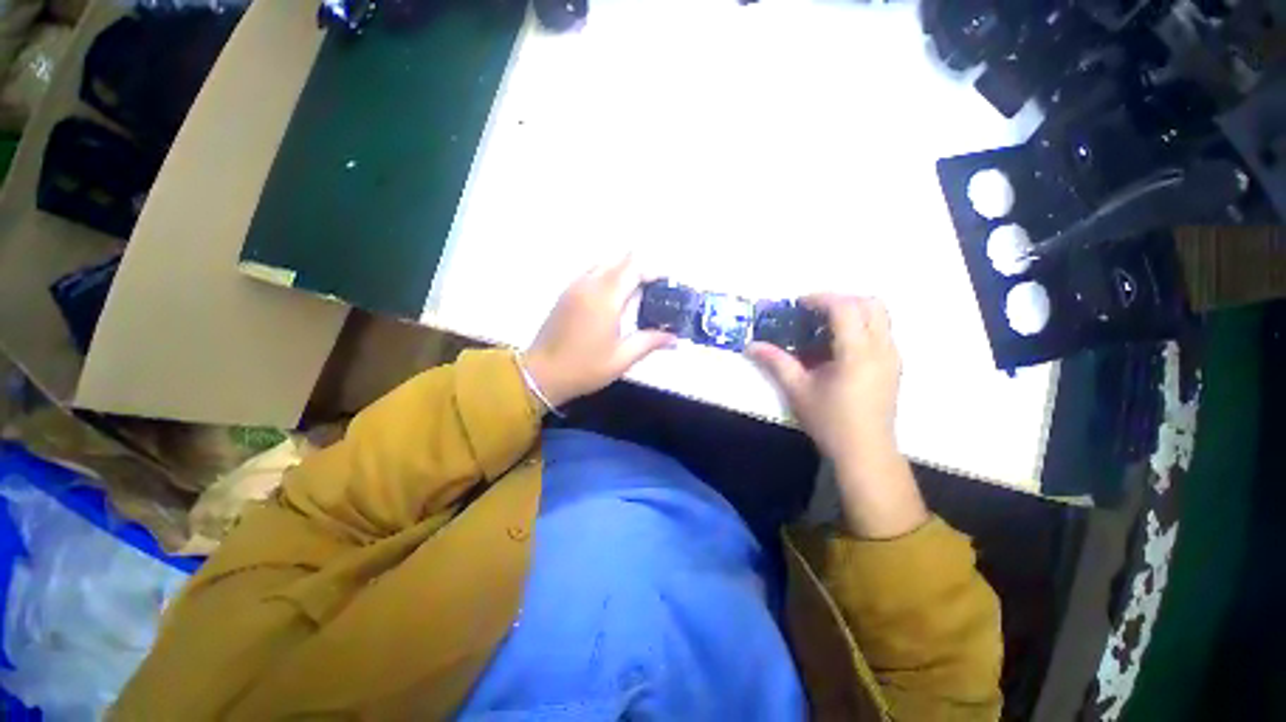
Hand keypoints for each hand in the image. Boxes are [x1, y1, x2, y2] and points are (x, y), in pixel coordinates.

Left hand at [524, 256, 674, 408]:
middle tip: (654, 291)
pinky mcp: (566, 294)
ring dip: (623, 273)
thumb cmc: (584, 368)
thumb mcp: (622, 358)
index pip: (634, 267)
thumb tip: (674, 338)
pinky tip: (615, 302)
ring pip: (604, 264)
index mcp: (605, 297)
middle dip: (640, 269)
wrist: (540, 374)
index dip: (654, 271)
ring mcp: (574, 287)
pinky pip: (592, 274)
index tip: (666, 285)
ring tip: (637, 295)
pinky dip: (608, 278)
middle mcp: (589, 284)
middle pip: (619, 260)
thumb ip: (650, 342)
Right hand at [747, 295, 926, 537]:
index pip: (845, 308)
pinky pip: (882, 331)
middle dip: (841, 299)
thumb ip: (776, 362)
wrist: (866, 451)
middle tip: (814, 312)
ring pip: (880, 315)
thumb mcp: (797, 390)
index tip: (799, 304)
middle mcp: (882, 348)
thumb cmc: (830, 421)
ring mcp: (893, 356)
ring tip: (825, 326)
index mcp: (857, 353)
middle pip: (870, 303)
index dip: (821, 298)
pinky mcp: (895, 365)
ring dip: (853, 311)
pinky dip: (861, 326)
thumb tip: (751, 346)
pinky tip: (839, 347)